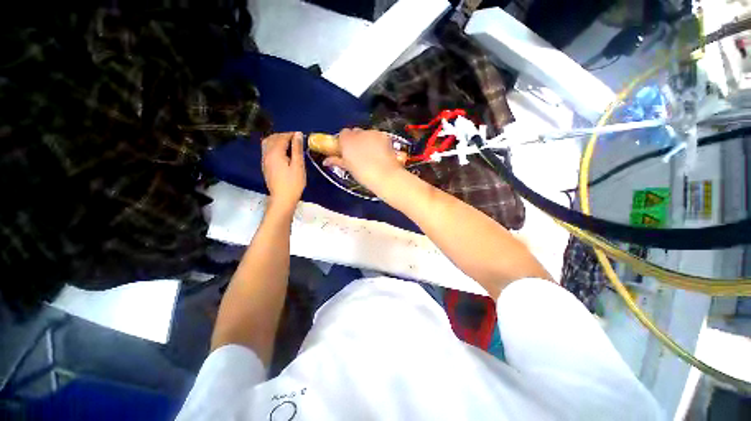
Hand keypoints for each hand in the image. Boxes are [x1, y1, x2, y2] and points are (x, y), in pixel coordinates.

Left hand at [261, 132, 305, 211]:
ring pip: (268, 143)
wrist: (282, 198)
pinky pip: (267, 150)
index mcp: (275, 153)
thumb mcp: (298, 165)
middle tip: (296, 139)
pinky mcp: (265, 166)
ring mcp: (264, 160)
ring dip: (278, 140)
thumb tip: (298, 134)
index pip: (282, 137)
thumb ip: (297, 149)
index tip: (301, 135)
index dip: (291, 134)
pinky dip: (275, 146)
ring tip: (290, 144)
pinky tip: (283, 152)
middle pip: (272, 138)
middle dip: (283, 135)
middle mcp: (267, 154)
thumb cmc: (293, 183)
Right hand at [322, 128, 404, 194]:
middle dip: (356, 139)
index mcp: (346, 141)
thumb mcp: (348, 168)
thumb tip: (327, 160)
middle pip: (355, 132)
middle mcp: (358, 133)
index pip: (343, 134)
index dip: (345, 142)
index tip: (348, 150)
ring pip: (367, 133)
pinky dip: (378, 141)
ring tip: (372, 154)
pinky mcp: (384, 135)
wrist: (385, 176)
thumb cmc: (364, 175)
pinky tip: (381, 152)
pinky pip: (378, 135)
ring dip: (368, 140)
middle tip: (360, 153)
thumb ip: (337, 160)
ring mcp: (372, 133)